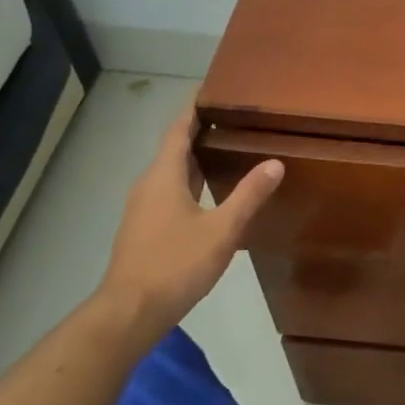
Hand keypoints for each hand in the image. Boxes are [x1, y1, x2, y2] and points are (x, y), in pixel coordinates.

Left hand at [96, 108, 282, 348]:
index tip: (211, 92)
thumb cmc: (176, 264)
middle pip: (174, 150)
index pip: (178, 131)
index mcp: (163, 176)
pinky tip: (210, 194)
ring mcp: (142, 209)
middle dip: (200, 133)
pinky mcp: (144, 229)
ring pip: (171, 173)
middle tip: (232, 121)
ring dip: (195, 160)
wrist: (130, 312)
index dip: (193, 110)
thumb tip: (275, 162)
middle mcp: (148, 186)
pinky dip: (190, 182)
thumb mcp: (222, 229)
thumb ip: (248, 195)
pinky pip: (169, 192)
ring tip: (227, 151)